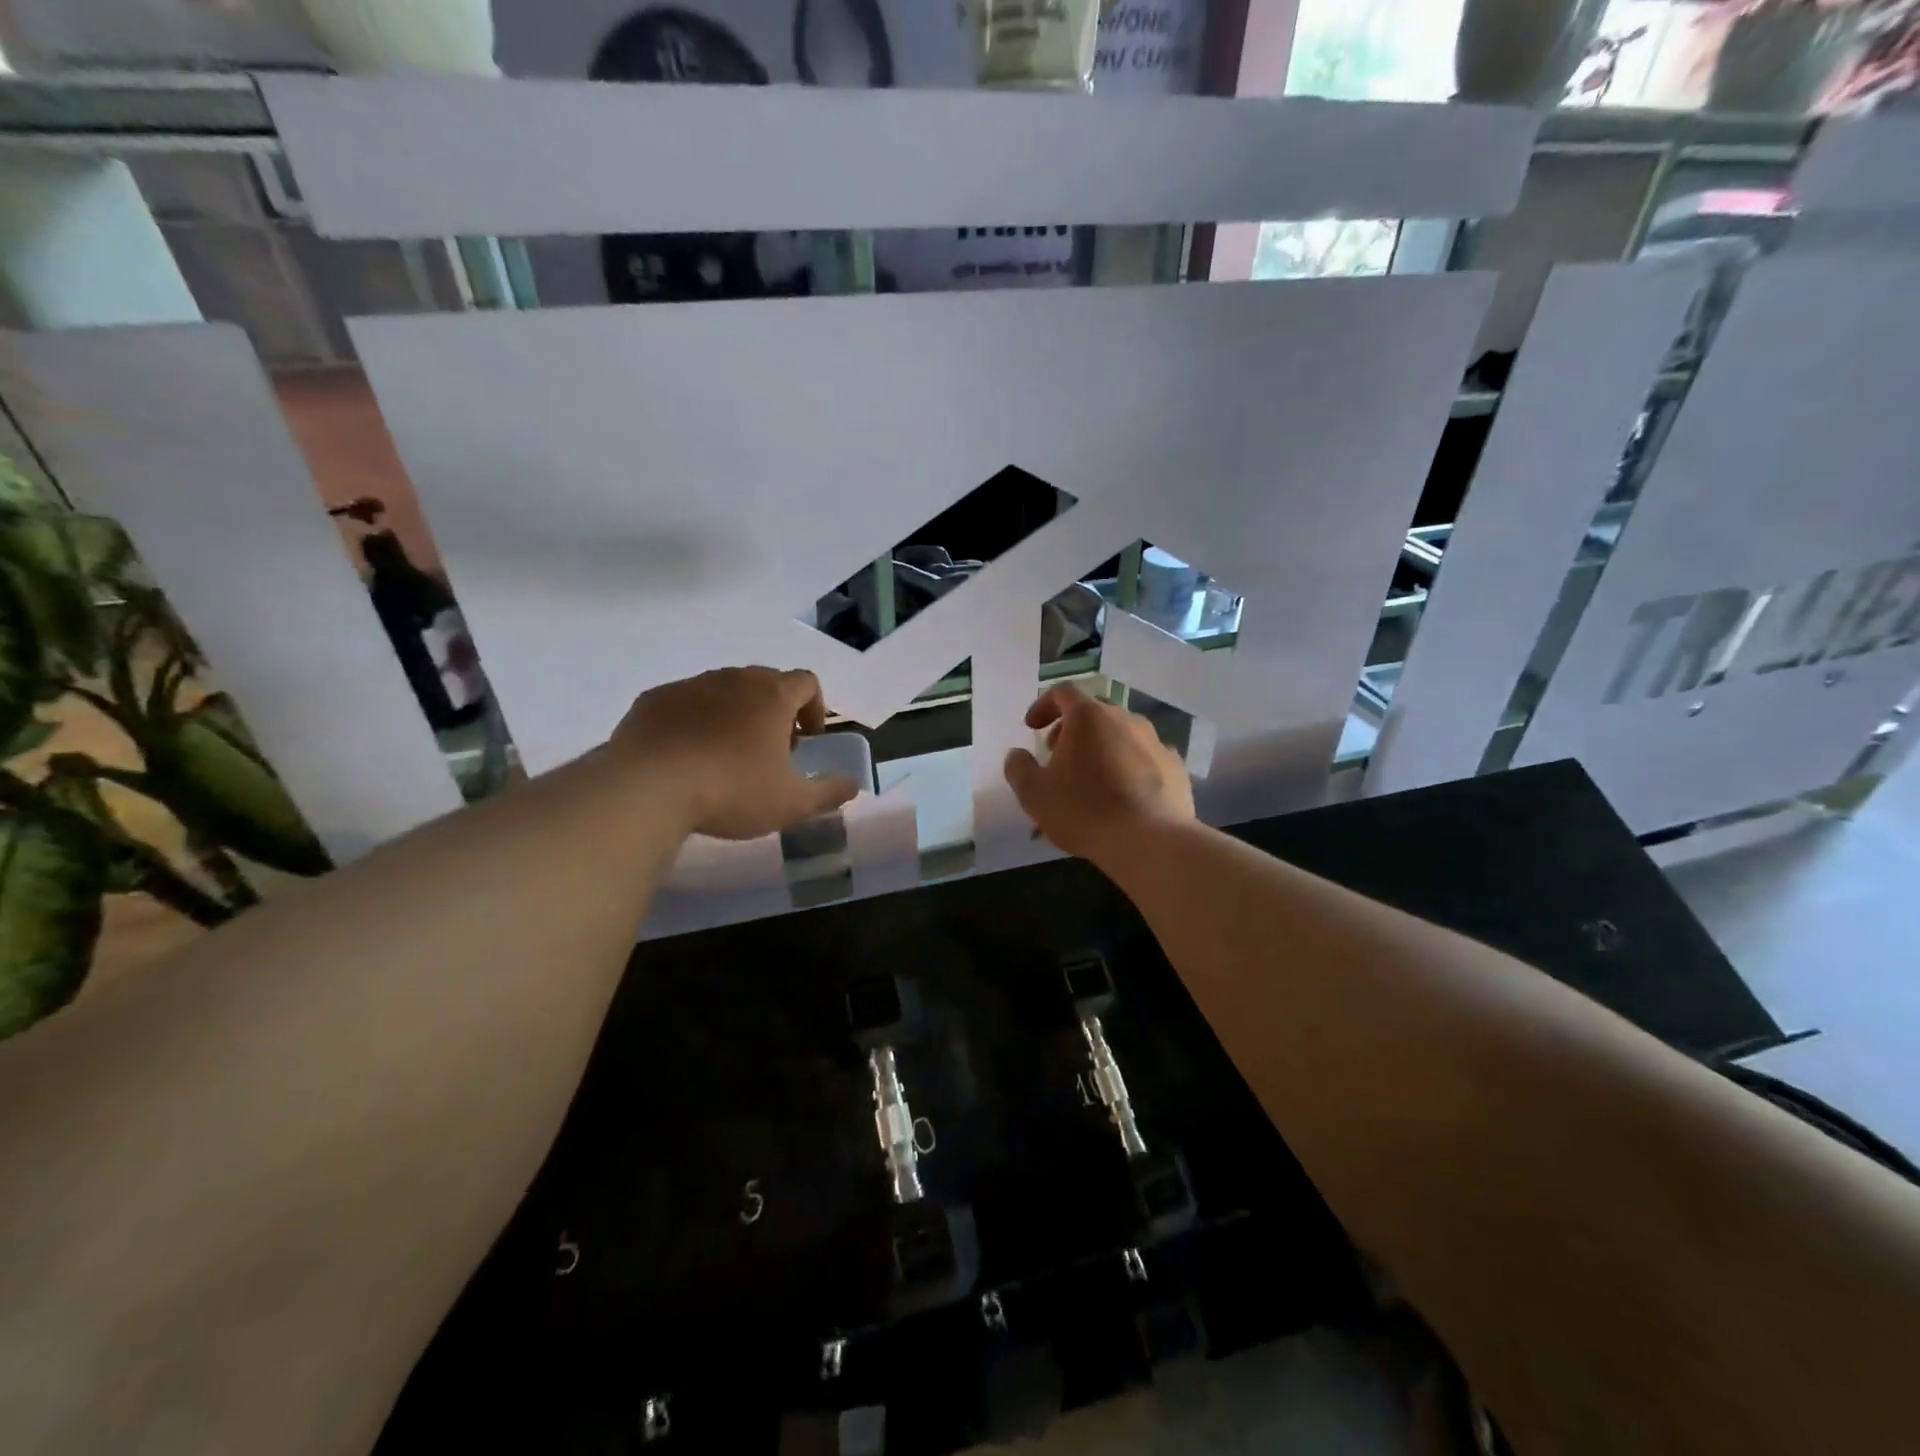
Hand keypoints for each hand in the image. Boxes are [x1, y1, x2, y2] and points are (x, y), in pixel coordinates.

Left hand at [613, 667, 859, 839]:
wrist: (648, 788)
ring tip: (726, 756)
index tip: (808, 741)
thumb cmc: (732, 791)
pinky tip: (686, 756)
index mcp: (773, 695)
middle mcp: (734, 679)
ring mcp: (691, 685)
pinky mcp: (654, 699)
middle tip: (770, 751)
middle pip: (765, 683)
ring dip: (734, 714)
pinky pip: (684, 703)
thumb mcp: (791, 804)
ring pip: (723, 691)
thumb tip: (854, 785)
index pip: (807, 682)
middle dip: (775, 712)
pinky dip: (694, 721)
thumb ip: (829, 792)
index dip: (815, 708)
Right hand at [1003, 686, 1193, 861]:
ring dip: (1102, 746)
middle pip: (1094, 710)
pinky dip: (1129, 766)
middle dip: (1072, 727)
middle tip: (1058, 754)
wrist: (1150, 841)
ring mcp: (1155, 741)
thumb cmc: (1084, 810)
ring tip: (1091, 777)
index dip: (1043, 705)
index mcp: (1089, 716)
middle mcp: (1125, 718)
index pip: (1062, 692)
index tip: (1031, 727)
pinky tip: (1123, 793)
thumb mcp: (1034, 794)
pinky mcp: (1175, 766)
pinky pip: (1145, 756)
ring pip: (1122, 732)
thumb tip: (1017, 755)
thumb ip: (1018, 768)